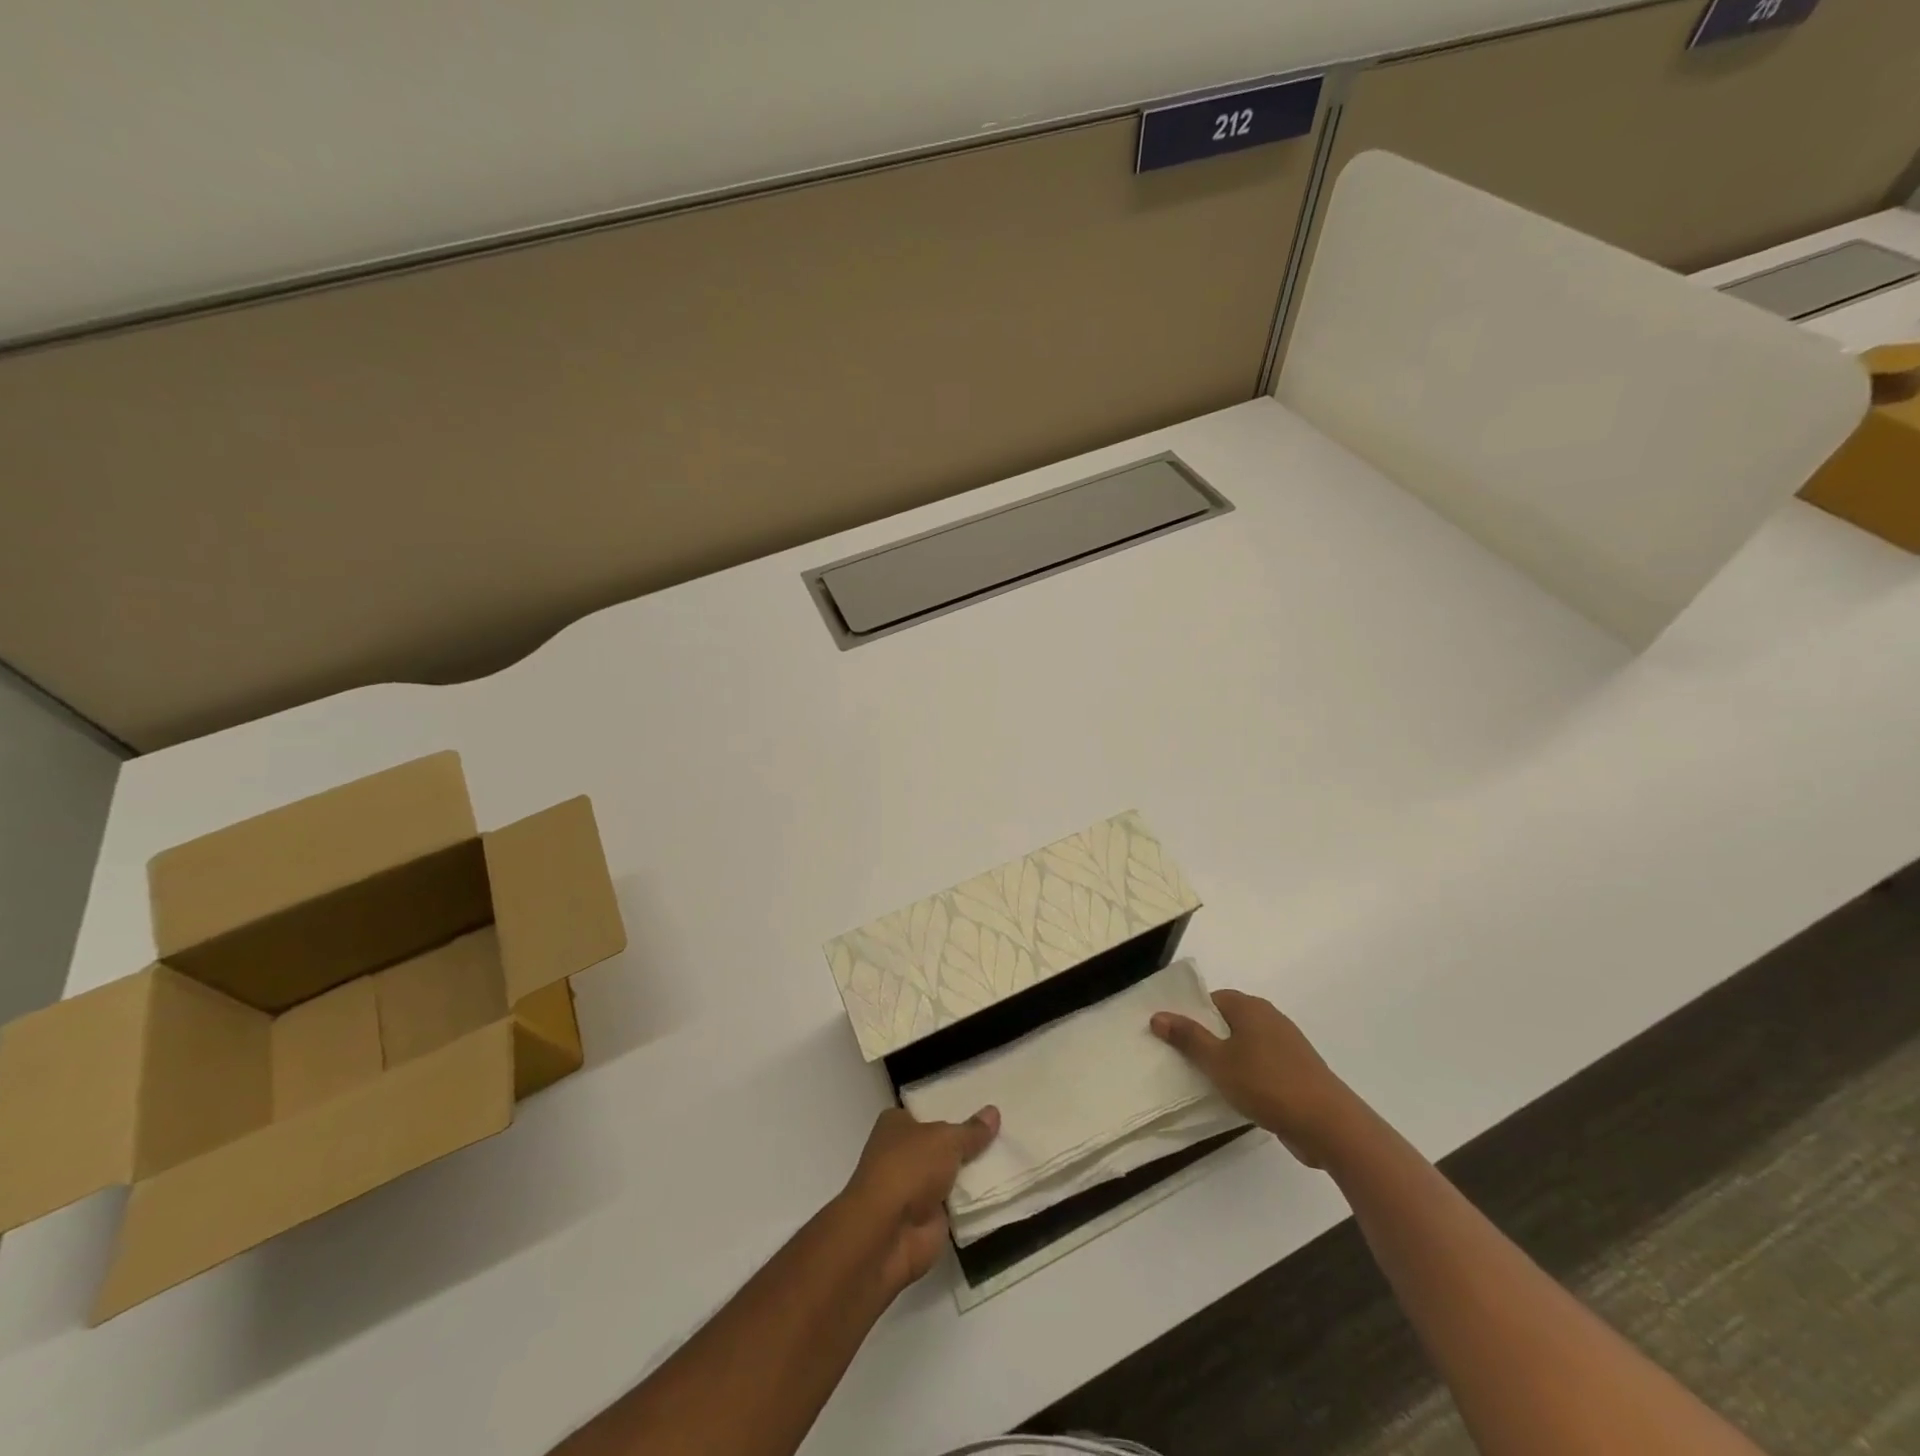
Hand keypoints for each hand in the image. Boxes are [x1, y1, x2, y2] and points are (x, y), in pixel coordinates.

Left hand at [840, 1105, 999, 1293]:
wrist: (888, 1233)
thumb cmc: (909, 1168)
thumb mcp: (945, 1140)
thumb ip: (971, 1130)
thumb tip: (994, 1111)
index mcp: (896, 1125)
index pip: (927, 1111)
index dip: (951, 1109)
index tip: (981, 1105)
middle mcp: (902, 1153)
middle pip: (941, 1144)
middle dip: (967, 1141)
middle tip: (1004, 1129)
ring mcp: (915, 1188)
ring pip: (951, 1174)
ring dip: (973, 1173)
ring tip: (1011, 1156)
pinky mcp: (928, 1219)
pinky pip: (958, 1204)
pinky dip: (975, 1200)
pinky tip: (1003, 1188)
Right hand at [1152, 990, 1362, 1167]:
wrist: (1329, 1125)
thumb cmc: (1267, 1084)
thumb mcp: (1218, 1062)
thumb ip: (1187, 1037)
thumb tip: (1158, 1015)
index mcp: (1250, 1007)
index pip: (1211, 1000)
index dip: (1190, 1014)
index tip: (1171, 1036)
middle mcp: (1269, 1018)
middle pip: (1227, 1021)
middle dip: (1205, 1037)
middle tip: (1180, 1058)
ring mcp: (1287, 1045)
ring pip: (1245, 1044)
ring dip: (1226, 1058)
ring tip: (1203, 1079)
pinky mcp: (1297, 1071)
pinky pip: (1261, 1064)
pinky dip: (1245, 1074)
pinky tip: (1235, 1094)